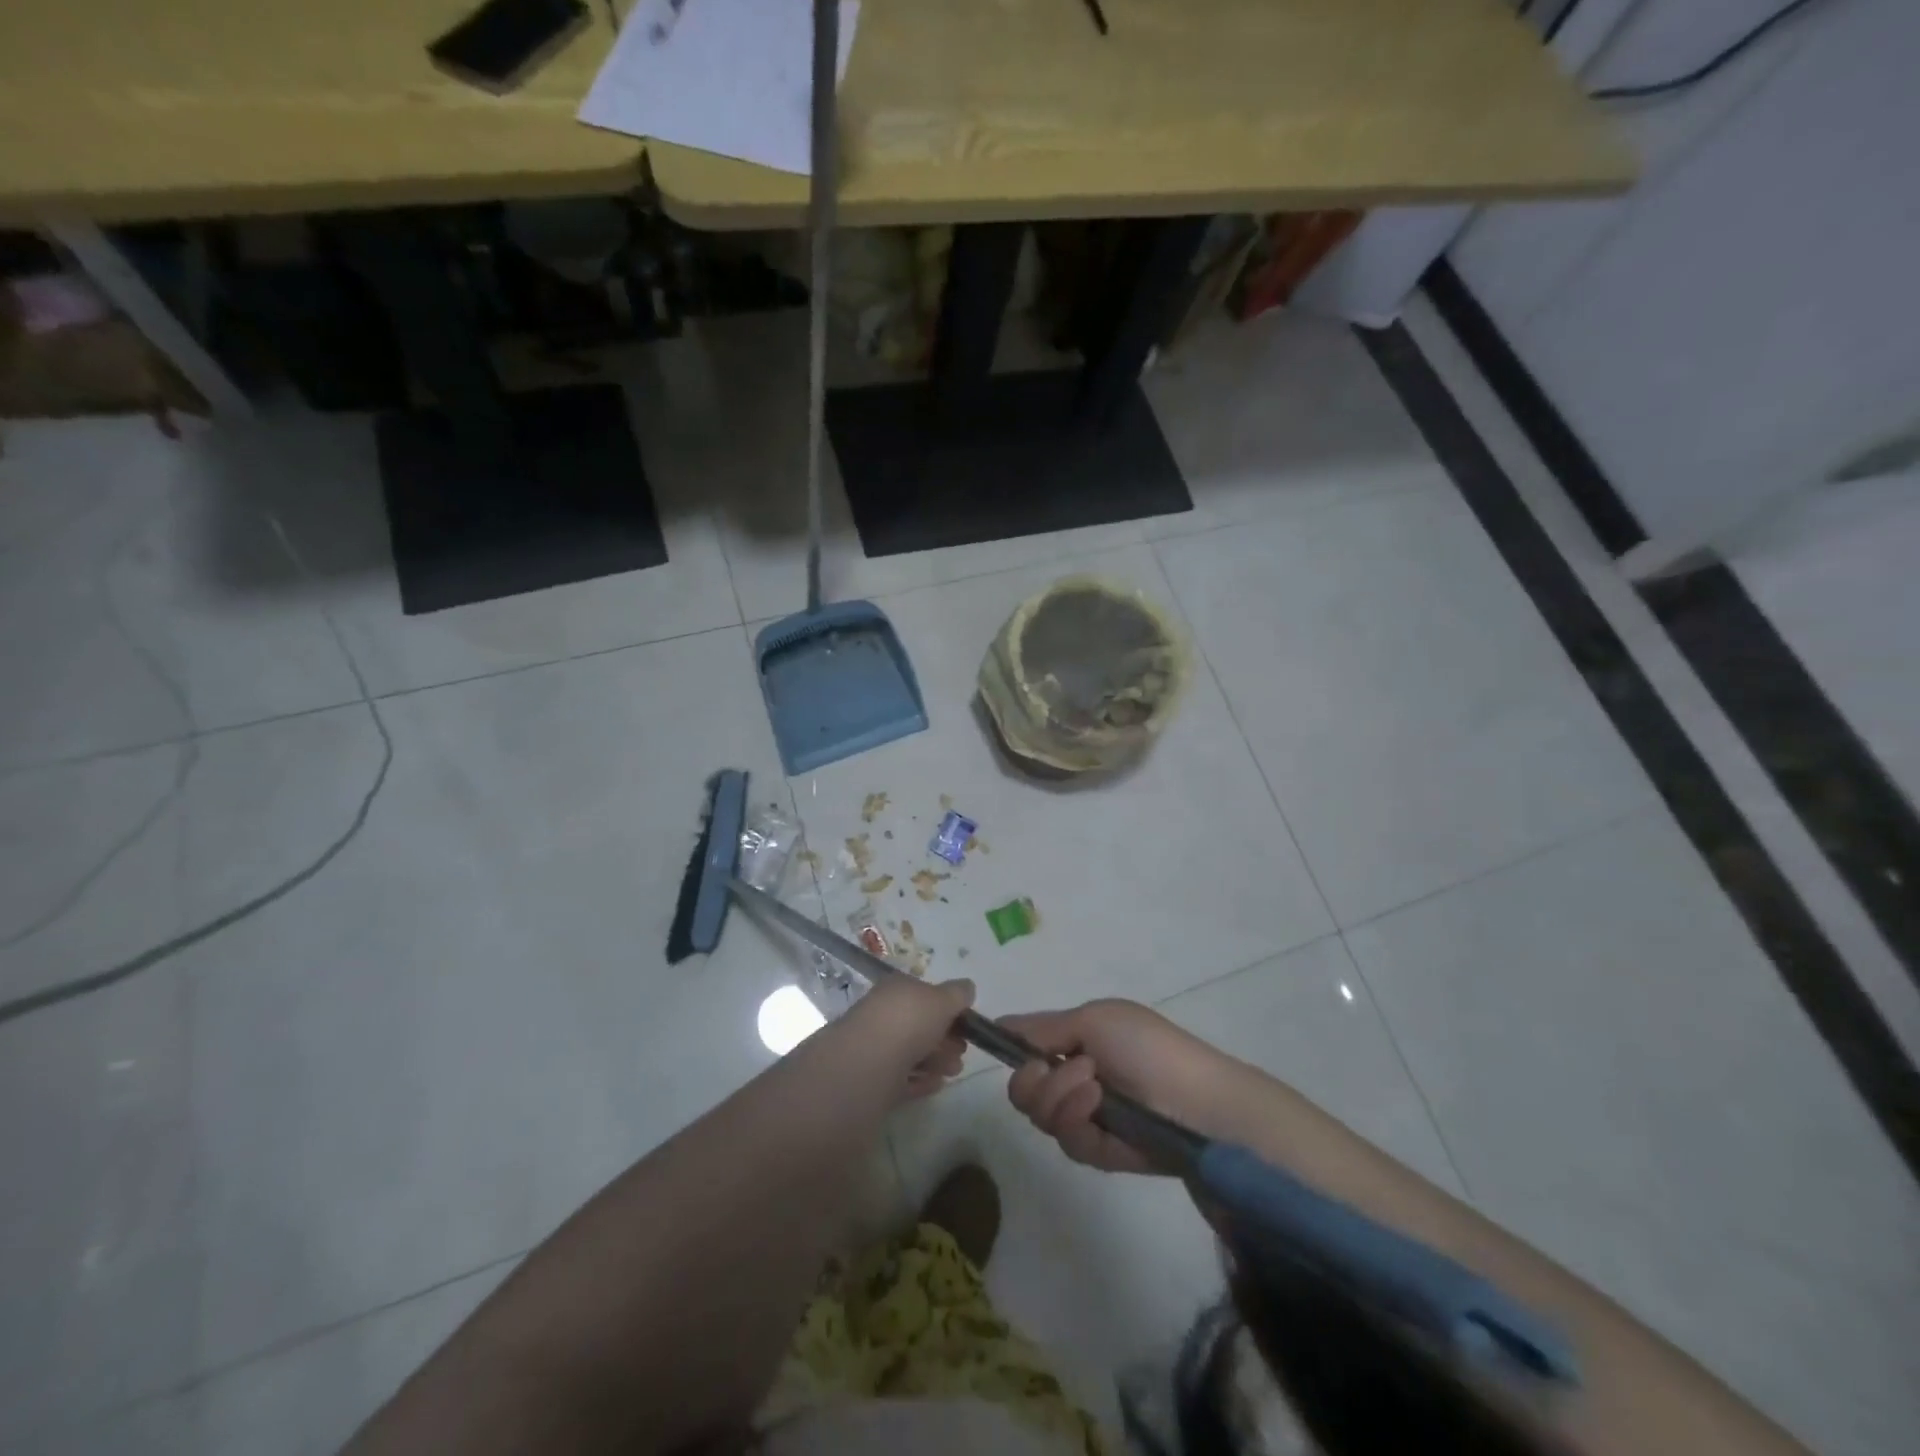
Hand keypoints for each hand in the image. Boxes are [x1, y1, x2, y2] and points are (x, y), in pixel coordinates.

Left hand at [843, 977, 973, 1102]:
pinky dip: (921, 1080)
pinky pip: (902, 1077)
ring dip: (937, 1060)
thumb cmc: (909, 1022)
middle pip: (919, 1025)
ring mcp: (875, 1046)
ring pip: (912, 1052)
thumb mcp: (943, 999)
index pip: (924, 993)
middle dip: (945, 1038)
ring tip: (953, 1071)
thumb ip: (958, 994)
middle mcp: (883, 1013)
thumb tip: (967, 988)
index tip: (967, 1025)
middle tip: (962, 1052)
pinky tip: (936, 1084)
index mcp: (896, 988)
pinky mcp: (872, 1077)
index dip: (947, 1008)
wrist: (868, 1063)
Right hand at [1004, 1000, 1232, 1173]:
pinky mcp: (1100, 1151)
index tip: (996, 1045)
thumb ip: (1045, 1027)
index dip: (1009, 1047)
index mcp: (1075, 1041)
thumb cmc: (1147, 1046)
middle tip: (1058, 1067)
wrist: (1197, 1102)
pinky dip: (1076, 1122)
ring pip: (1040, 1115)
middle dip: (1033, 1079)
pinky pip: (1066, 1141)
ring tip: (1094, 1087)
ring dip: (1060, 1096)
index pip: (1026, 1046)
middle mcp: (1074, 1078)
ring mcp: (1086, 1116)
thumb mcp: (1094, 1019)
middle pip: (1023, 1088)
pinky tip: (1097, 1111)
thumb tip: (1001, 1023)